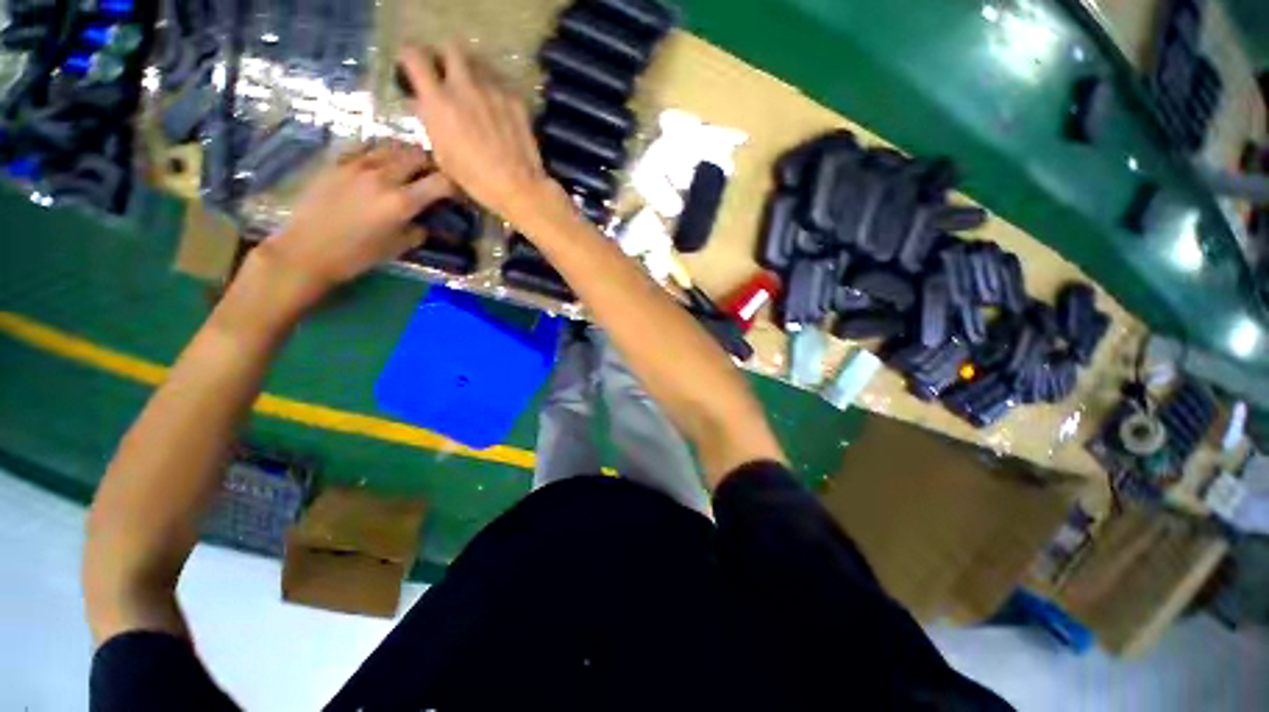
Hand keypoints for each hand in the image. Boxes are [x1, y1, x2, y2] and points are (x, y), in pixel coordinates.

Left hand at [261, 143, 454, 295]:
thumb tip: (425, 219)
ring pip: (392, 146)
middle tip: (433, 177)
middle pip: (418, 155)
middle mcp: (383, 176)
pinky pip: (367, 147)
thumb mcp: (398, 247)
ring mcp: (357, 164)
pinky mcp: (338, 161)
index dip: (455, 186)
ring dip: (406, 155)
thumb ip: (418, 229)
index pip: (442, 182)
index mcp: (401, 201)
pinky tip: (380, 165)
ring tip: (408, 169)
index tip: (458, 193)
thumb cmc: (357, 256)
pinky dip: (381, 153)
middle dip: (431, 165)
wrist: (306, 250)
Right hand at [399, 44, 561, 225]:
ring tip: (475, 91)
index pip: (415, 56)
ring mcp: (493, 91)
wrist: (518, 186)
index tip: (412, 64)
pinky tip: (497, 108)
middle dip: (446, 57)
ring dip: (472, 71)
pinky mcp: (515, 100)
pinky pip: (500, 84)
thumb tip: (422, 102)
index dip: (410, 56)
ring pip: (478, 63)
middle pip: (451, 48)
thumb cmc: (475, 179)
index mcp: (439, 101)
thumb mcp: (442, 154)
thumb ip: (430, 121)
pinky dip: (494, 90)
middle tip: (448, 74)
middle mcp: (464, 86)